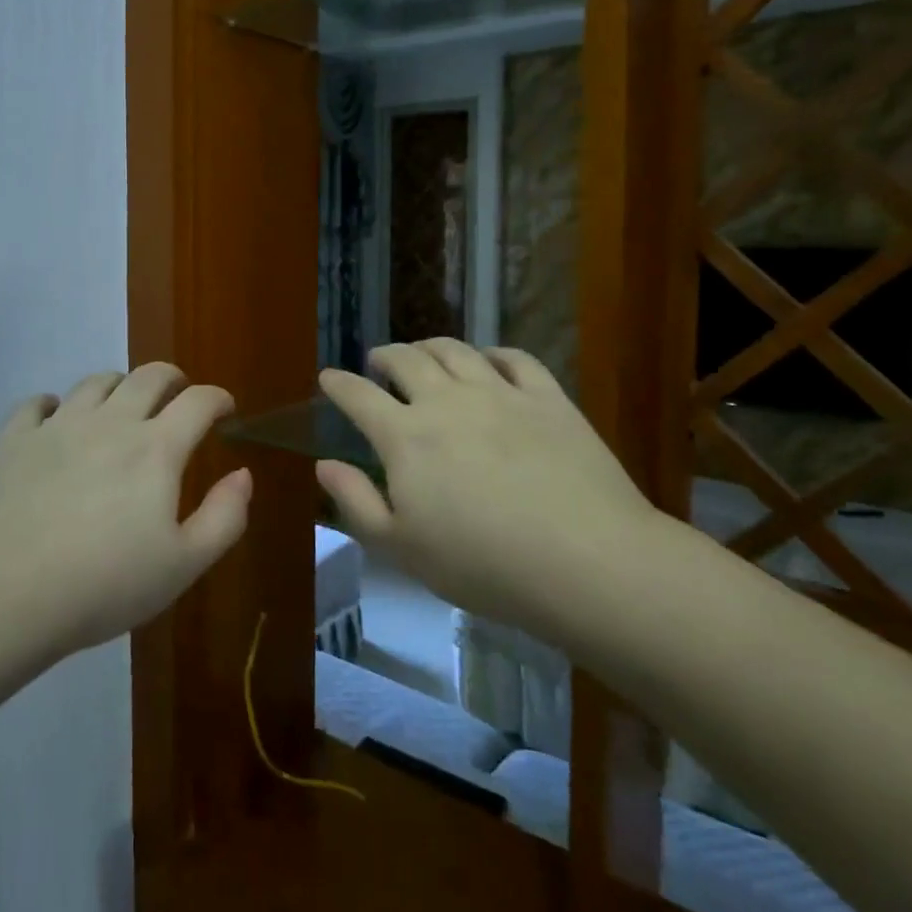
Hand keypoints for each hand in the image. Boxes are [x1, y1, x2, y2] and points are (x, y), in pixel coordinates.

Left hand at [0, 363, 250, 659]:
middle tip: (179, 396)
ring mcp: (58, 426)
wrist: (5, 595)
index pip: (198, 401)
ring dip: (120, 385)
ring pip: (96, 382)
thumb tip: (243, 474)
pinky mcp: (15, 440)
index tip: (226, 409)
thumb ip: (224, 517)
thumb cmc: (104, 584)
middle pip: (148, 376)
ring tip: (124, 404)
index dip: (217, 399)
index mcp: (155, 448)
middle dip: (172, 379)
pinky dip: (54, 404)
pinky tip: (56, 417)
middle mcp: (110, 422)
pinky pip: (37, 404)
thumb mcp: (184, 565)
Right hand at [316, 339, 661, 644]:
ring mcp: (500, 394)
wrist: (587, 562)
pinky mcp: (547, 398)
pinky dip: (492, 353)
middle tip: (378, 361)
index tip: (328, 377)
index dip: (338, 383)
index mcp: (405, 436)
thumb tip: (324, 464)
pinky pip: (515, 358)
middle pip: (406, 360)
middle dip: (384, 355)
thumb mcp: (401, 548)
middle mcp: (446, 401)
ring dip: (430, 346)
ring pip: (455, 350)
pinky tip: (489, 361)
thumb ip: (356, 501)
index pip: (358, 396)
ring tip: (424, 352)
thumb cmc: (483, 565)